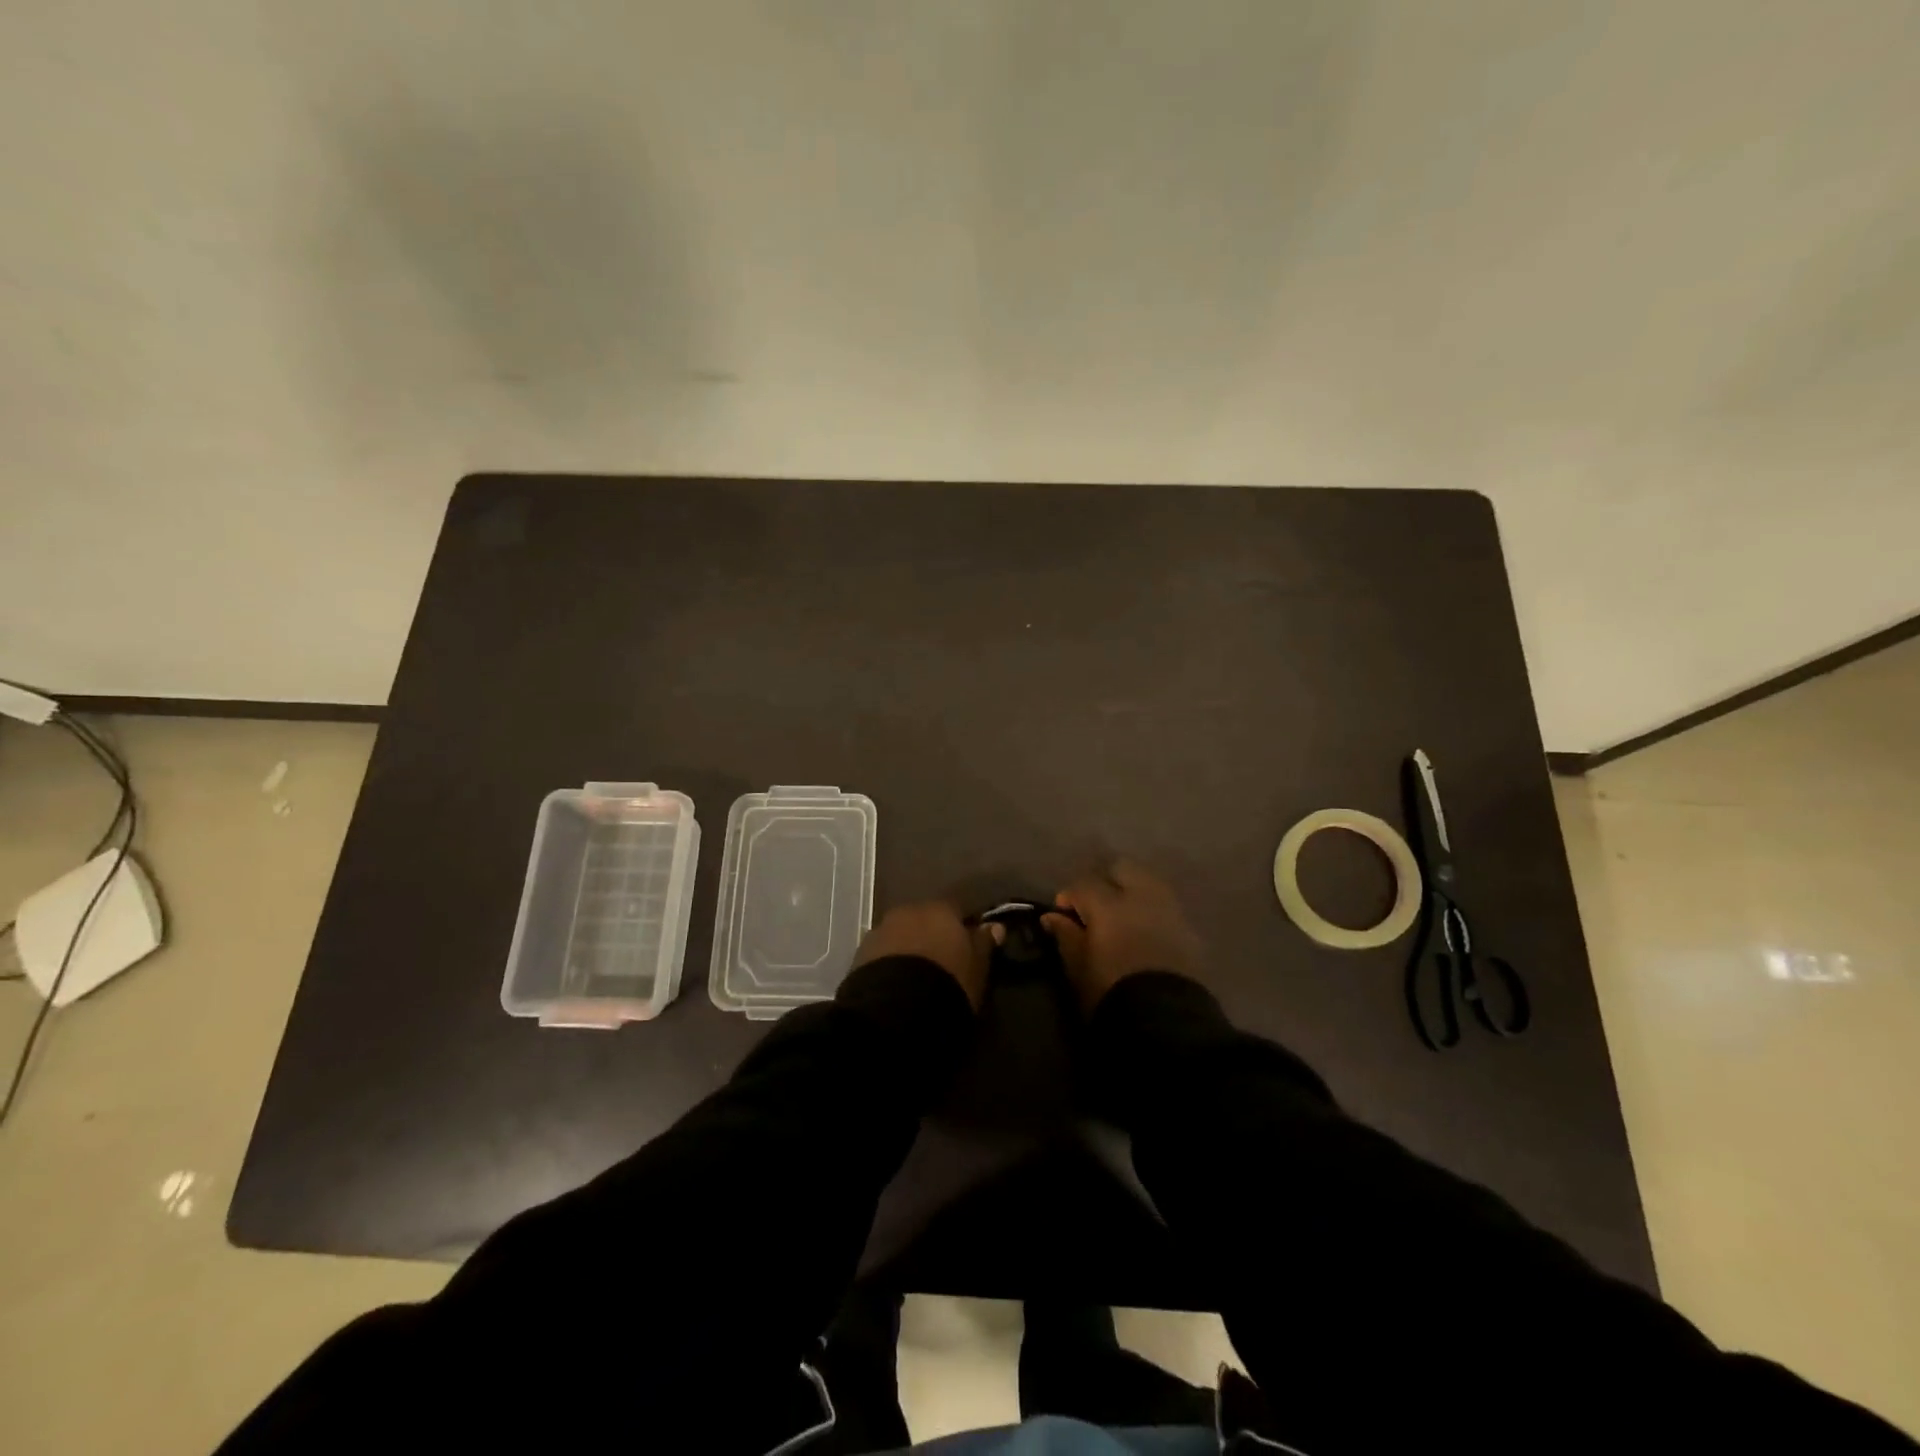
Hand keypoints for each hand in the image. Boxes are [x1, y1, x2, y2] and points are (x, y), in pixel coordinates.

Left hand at [853, 901, 998, 1009]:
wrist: (897, 1009)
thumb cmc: (948, 982)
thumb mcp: (977, 967)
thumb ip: (984, 943)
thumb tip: (994, 926)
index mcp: (940, 909)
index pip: (956, 909)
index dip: (962, 927)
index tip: (968, 947)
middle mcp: (908, 911)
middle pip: (924, 919)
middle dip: (931, 935)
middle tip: (940, 962)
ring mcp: (881, 930)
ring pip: (901, 934)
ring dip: (909, 948)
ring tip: (916, 976)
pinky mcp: (860, 954)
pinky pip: (882, 953)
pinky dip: (890, 963)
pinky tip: (897, 984)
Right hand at [1043, 861, 1200, 1011]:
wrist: (1165, 1021)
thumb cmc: (1111, 992)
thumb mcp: (1078, 967)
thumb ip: (1066, 936)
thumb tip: (1052, 917)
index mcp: (1108, 904)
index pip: (1083, 884)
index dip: (1069, 897)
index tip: (1062, 915)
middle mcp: (1141, 897)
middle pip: (1122, 869)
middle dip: (1106, 882)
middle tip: (1095, 907)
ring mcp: (1169, 910)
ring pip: (1148, 884)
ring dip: (1132, 893)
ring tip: (1122, 918)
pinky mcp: (1189, 930)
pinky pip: (1166, 907)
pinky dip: (1152, 912)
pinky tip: (1144, 933)